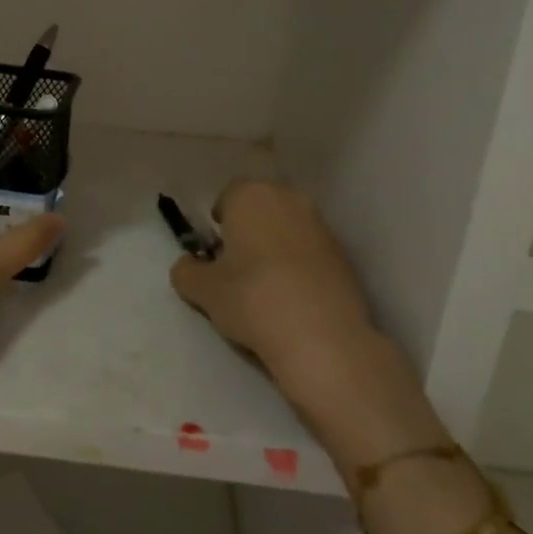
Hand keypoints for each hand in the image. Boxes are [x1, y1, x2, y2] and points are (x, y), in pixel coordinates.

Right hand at [169, 180, 443, 468]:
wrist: (322, 338)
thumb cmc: (252, 298)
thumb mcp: (202, 289)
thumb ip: (186, 271)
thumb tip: (189, 267)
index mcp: (251, 195)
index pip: (228, 196)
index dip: (219, 223)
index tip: (216, 252)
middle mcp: (289, 199)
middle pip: (261, 208)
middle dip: (249, 230)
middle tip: (238, 267)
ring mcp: (322, 226)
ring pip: (288, 229)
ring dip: (276, 248)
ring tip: (267, 287)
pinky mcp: (346, 256)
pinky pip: (311, 253)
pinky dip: (301, 267)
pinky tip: (294, 299)